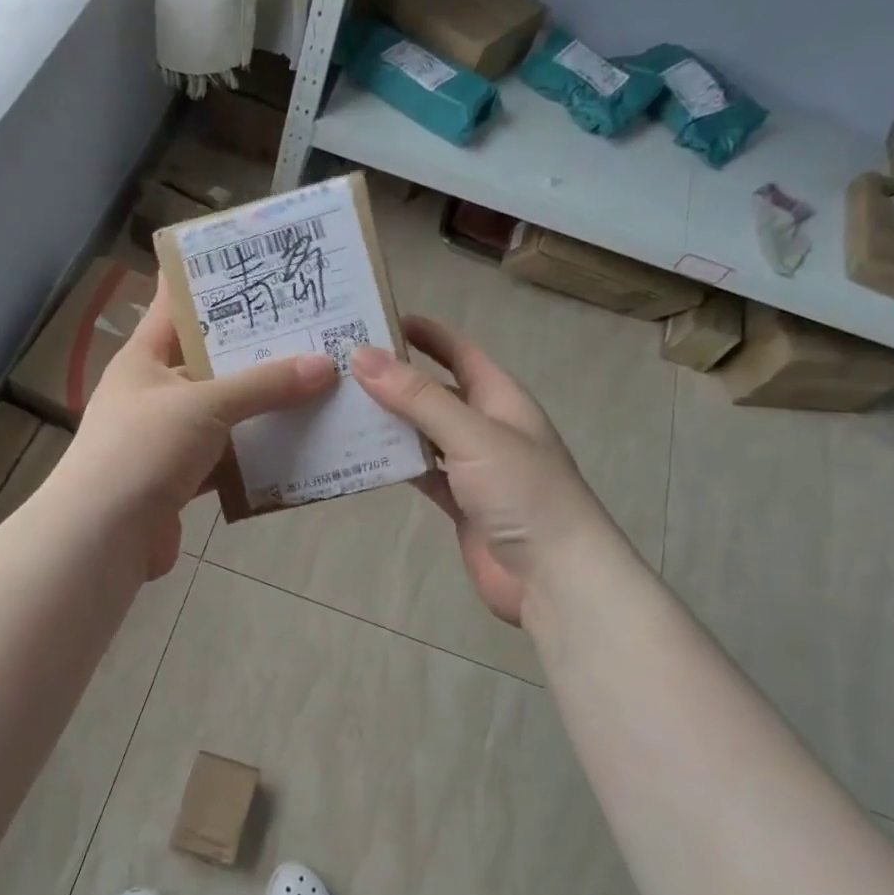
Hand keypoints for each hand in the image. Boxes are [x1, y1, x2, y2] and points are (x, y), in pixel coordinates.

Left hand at [51, 278, 338, 578]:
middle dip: (256, 349)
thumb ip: (263, 385)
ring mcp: (166, 439)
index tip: (256, 261)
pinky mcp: (180, 479)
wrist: (103, 537)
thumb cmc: (143, 449)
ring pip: (223, 413)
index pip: (175, 304)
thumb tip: (325, 365)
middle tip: (311, 326)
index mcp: (144, 359)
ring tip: (317, 382)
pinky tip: (297, 445)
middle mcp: (154, 393)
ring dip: (262, 406)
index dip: (209, 280)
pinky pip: (226, 458)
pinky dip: (255, 454)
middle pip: (210, 361)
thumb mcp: (204, 405)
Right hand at [351, 316, 607, 624]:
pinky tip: (360, 456)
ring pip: (423, 433)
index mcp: (501, 399)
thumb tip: (362, 355)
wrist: (553, 576)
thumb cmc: (522, 492)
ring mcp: (473, 467)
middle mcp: (486, 426)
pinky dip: (394, 463)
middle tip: (342, 366)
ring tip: (340, 407)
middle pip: (435, 391)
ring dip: (389, 421)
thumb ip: (417, 397)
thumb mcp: (471, 434)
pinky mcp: (459, 502)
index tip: (379, 318)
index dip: (426, 333)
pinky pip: (420, 472)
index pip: (460, 352)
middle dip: (396, 378)